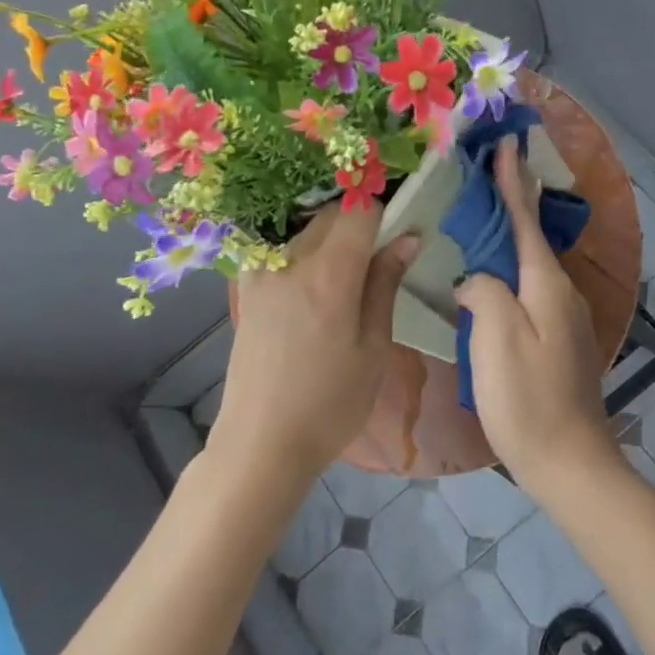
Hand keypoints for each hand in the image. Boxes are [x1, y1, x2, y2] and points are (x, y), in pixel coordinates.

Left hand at [213, 204, 418, 491]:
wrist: (261, 443)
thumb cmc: (331, 403)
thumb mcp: (374, 347)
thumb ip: (386, 284)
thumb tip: (408, 237)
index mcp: (329, 275)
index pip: (360, 210)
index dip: (385, 214)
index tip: (398, 234)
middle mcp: (291, 261)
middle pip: (332, 215)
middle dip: (360, 224)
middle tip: (378, 263)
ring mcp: (262, 272)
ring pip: (307, 230)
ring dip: (332, 239)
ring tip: (346, 283)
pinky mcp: (247, 288)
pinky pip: (282, 250)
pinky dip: (304, 254)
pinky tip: (313, 290)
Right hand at [454, 138, 617, 496]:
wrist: (568, 461)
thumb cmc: (527, 399)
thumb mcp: (496, 338)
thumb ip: (485, 292)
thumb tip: (477, 279)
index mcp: (545, 285)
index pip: (524, 220)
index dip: (512, 182)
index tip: (506, 145)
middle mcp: (561, 292)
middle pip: (532, 237)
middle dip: (513, 201)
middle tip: (490, 171)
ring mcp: (564, 317)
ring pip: (531, 264)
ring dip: (510, 236)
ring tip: (482, 218)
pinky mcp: (558, 339)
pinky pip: (530, 289)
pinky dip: (511, 270)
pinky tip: (493, 277)